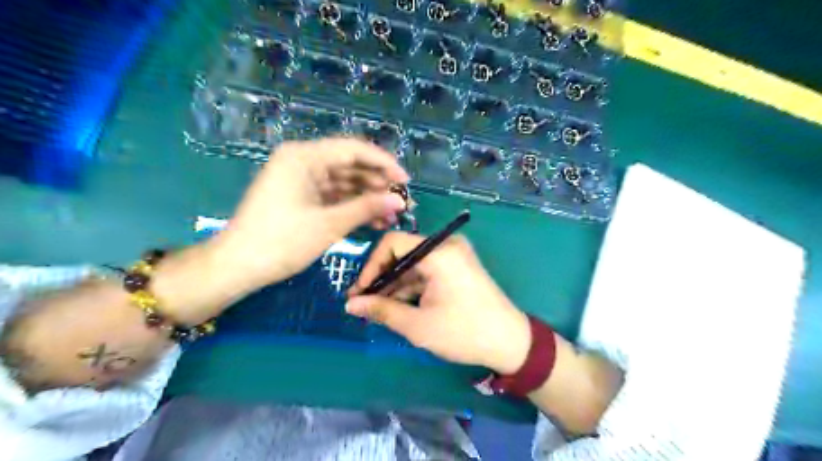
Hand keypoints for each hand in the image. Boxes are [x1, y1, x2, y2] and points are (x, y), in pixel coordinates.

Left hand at [212, 135, 402, 290]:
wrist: (238, 267)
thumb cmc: (281, 241)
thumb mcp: (329, 224)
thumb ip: (367, 207)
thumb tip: (400, 200)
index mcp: (304, 157)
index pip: (354, 149)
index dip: (384, 163)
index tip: (406, 181)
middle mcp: (303, 161)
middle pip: (350, 165)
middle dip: (377, 184)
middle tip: (402, 203)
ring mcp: (301, 180)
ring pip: (344, 183)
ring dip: (368, 198)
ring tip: (392, 216)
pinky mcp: (301, 197)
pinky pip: (333, 196)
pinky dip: (352, 207)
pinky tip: (373, 220)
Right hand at [344, 231, 528, 373]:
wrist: (510, 342)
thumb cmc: (464, 332)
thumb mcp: (418, 325)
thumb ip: (382, 310)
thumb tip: (351, 305)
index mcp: (438, 252)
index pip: (393, 243)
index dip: (371, 265)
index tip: (359, 292)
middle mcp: (446, 246)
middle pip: (403, 253)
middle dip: (381, 278)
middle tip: (362, 303)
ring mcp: (454, 256)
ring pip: (414, 264)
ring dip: (395, 285)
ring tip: (376, 309)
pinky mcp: (458, 267)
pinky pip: (427, 271)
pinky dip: (411, 286)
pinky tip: (397, 306)